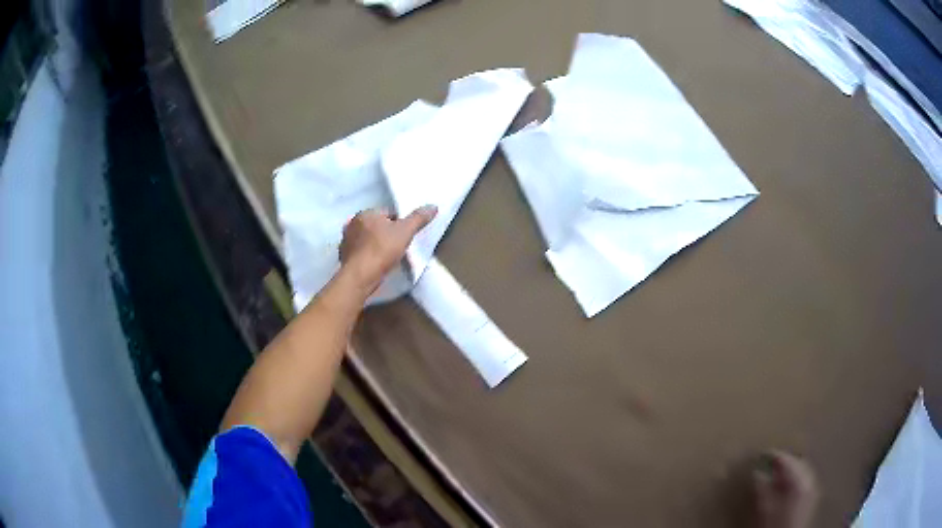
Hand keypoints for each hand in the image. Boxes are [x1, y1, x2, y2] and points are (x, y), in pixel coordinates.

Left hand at [339, 206, 437, 295]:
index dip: (399, 223)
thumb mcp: (405, 232)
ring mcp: (346, 241)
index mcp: (366, 213)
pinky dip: (367, 256)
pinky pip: (360, 253)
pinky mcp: (344, 257)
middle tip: (398, 247)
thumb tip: (433, 206)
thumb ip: (418, 218)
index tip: (405, 236)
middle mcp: (352, 224)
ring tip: (387, 257)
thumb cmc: (382, 250)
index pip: (387, 213)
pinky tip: (375, 265)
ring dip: (375, 245)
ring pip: (367, 239)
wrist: (360, 277)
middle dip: (386, 233)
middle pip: (376, 226)